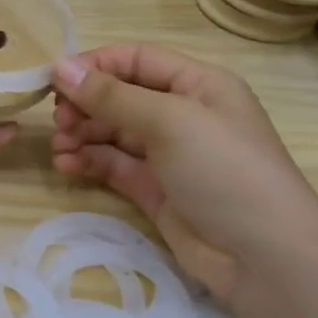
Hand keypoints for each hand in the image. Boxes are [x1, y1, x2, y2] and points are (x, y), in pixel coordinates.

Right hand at [50, 44, 317, 303]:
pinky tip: (66, 165)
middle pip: (121, 96)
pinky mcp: (156, 190)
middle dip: (86, 104)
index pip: (137, 59)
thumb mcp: (170, 120)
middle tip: (59, 121)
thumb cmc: (224, 169)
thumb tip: (60, 65)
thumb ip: (112, 94)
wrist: (264, 258)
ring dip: (82, 134)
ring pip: (113, 132)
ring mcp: (169, 155)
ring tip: (59, 146)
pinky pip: (114, 165)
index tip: (54, 79)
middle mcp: (183, 114)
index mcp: (198, 84)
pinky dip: (89, 161)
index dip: (95, 65)